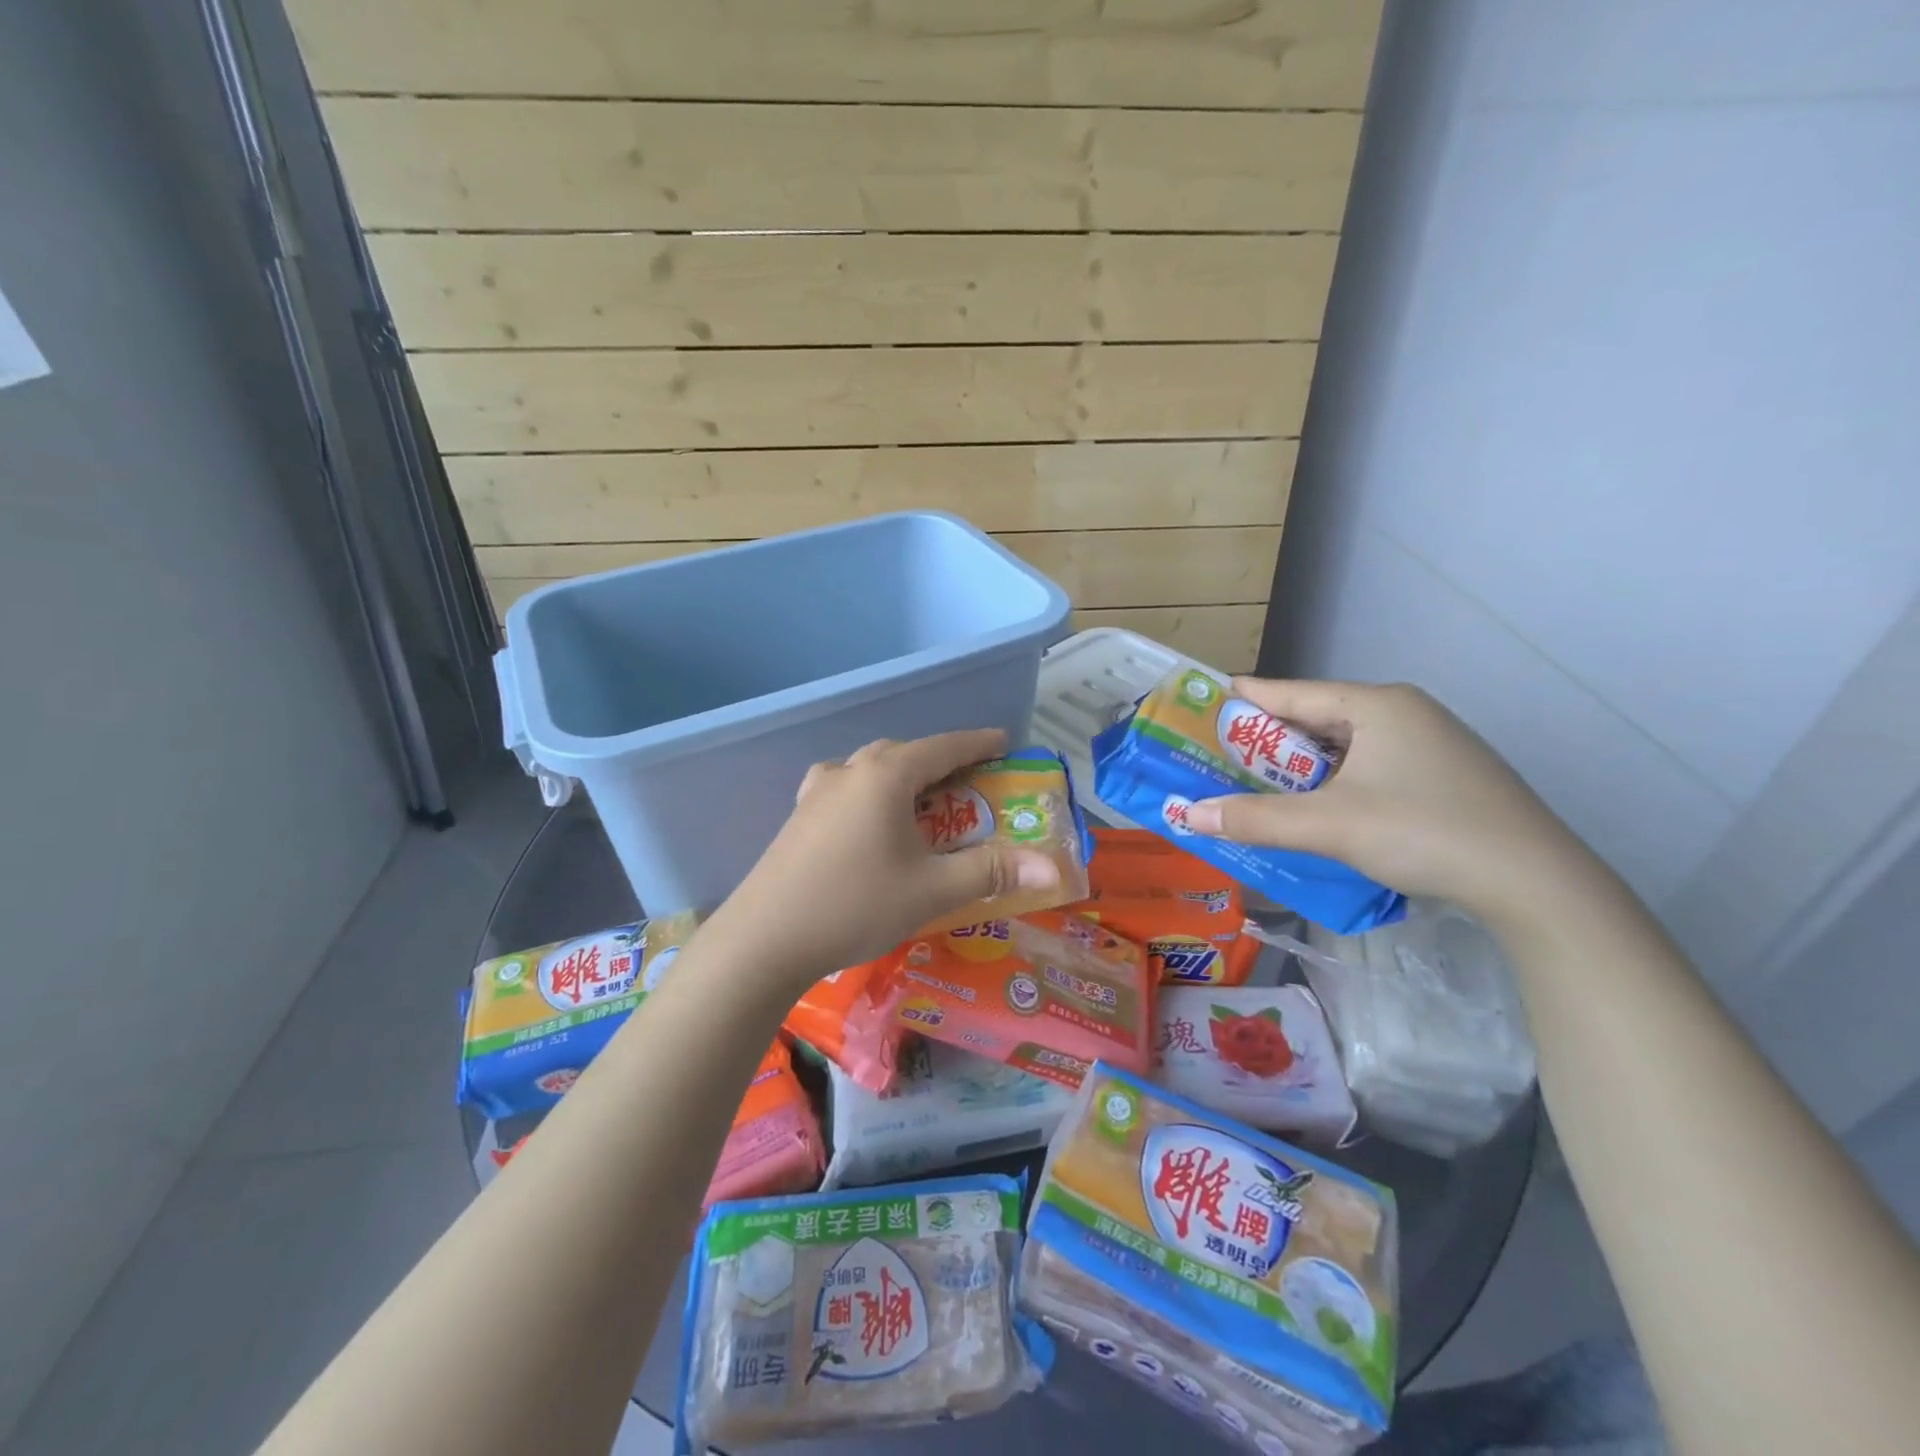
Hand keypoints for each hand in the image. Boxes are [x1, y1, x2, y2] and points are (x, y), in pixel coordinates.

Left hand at [700, 730, 1061, 990]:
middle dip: (940, 760)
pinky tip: (868, 820)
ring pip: (870, 768)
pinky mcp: (798, 817)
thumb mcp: (932, 890)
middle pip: (904, 753)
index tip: (1003, 742)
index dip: (977, 744)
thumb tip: (1052, 867)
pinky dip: (870, 793)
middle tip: (968, 780)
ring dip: (901, 775)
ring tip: (921, 800)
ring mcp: (817, 793)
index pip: (943, 747)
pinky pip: (845, 788)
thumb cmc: (855, 904)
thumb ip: (992, 872)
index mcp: (885, 776)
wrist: (764, 939)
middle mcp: (850, 772)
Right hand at [1183, 679, 1598, 927]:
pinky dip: (1332, 783)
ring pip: (1343, 747)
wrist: (1536, 883)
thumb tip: (1188, 815)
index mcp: (1376, 704)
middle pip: (1315, 720)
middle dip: (1265, 743)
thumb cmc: (1424, 832)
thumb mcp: (1330, 825)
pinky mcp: (1442, 776)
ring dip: (1299, 768)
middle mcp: (1402, 712)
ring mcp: (1428, 743)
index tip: (1199, 708)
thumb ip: (1255, 818)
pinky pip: (1367, 768)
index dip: (1240, 701)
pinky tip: (1315, 809)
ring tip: (1255, 787)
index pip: (1289, 693)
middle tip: (1216, 760)